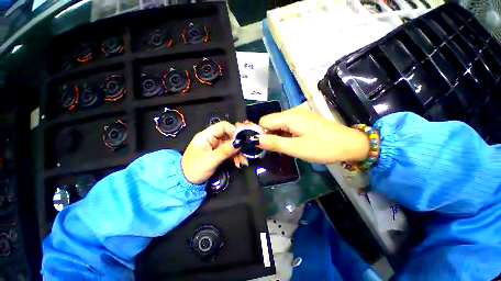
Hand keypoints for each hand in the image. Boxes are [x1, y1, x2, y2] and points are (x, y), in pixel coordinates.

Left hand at [182, 121, 239, 183]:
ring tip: (242, 161)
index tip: (242, 140)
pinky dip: (235, 157)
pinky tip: (239, 163)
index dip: (233, 130)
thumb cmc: (194, 169)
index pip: (223, 126)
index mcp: (206, 135)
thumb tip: (239, 143)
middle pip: (229, 136)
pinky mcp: (219, 153)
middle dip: (237, 144)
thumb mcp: (210, 160)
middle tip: (245, 152)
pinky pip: (230, 152)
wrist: (186, 182)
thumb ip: (225, 151)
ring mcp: (216, 146)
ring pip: (231, 144)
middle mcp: (212, 138)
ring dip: (238, 152)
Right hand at [256, 106, 369, 163]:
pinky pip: (287, 125)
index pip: (264, 121)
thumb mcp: (295, 148)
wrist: (350, 144)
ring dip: (278, 135)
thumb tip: (255, 140)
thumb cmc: (322, 147)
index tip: (265, 146)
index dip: (261, 133)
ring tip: (286, 147)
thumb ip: (274, 143)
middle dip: (270, 135)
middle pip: (271, 121)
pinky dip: (285, 134)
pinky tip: (292, 142)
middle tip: (277, 149)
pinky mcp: (304, 119)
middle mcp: (292, 111)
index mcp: (289, 116)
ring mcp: (299, 114)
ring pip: (279, 124)